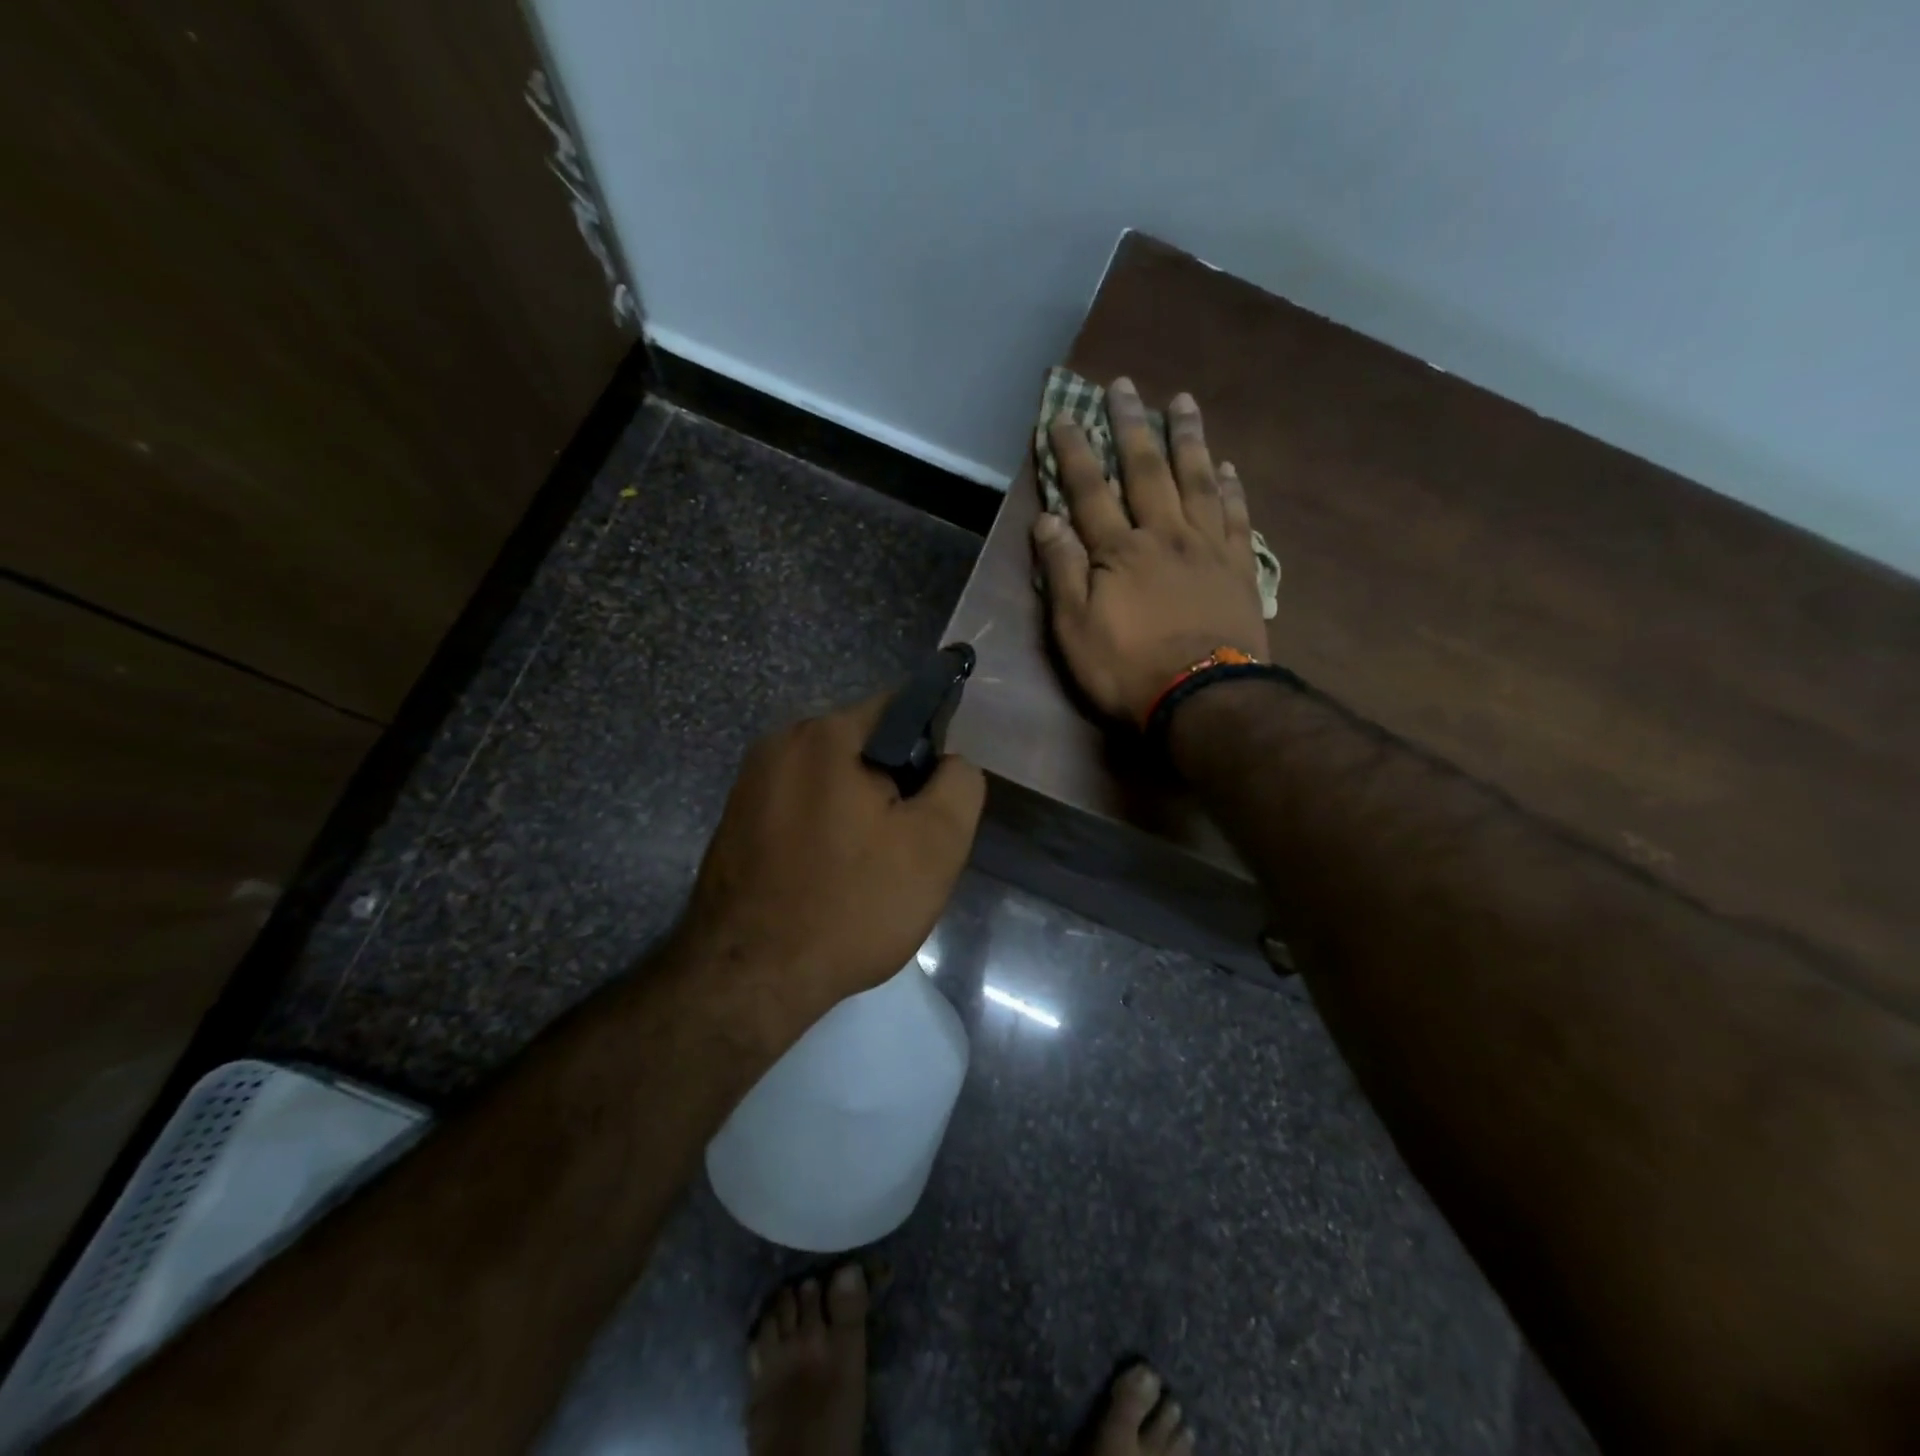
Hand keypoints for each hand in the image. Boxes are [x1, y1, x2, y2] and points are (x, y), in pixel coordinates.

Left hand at [674, 693, 985, 1041]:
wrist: (748, 980)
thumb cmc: (850, 905)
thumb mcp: (935, 845)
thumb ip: (959, 784)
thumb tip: (950, 763)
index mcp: (824, 734)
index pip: (900, 708)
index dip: (932, 749)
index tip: (934, 803)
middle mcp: (779, 744)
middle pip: (863, 746)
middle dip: (894, 786)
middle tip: (905, 847)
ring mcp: (749, 784)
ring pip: (832, 781)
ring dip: (858, 812)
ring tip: (868, 870)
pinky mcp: (733, 822)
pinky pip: (799, 809)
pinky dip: (823, 831)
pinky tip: (828, 879)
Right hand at [1031, 378, 1266, 724]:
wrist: (1204, 699)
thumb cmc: (1128, 670)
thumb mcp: (1075, 631)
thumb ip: (1062, 573)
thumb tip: (1047, 520)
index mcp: (1119, 551)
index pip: (1090, 491)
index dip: (1073, 452)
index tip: (1062, 415)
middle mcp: (1164, 535)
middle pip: (1146, 471)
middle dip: (1131, 426)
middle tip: (1124, 385)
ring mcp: (1207, 548)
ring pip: (1197, 480)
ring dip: (1187, 439)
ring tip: (1182, 402)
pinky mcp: (1239, 567)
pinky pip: (1236, 515)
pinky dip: (1232, 487)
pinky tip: (1228, 465)